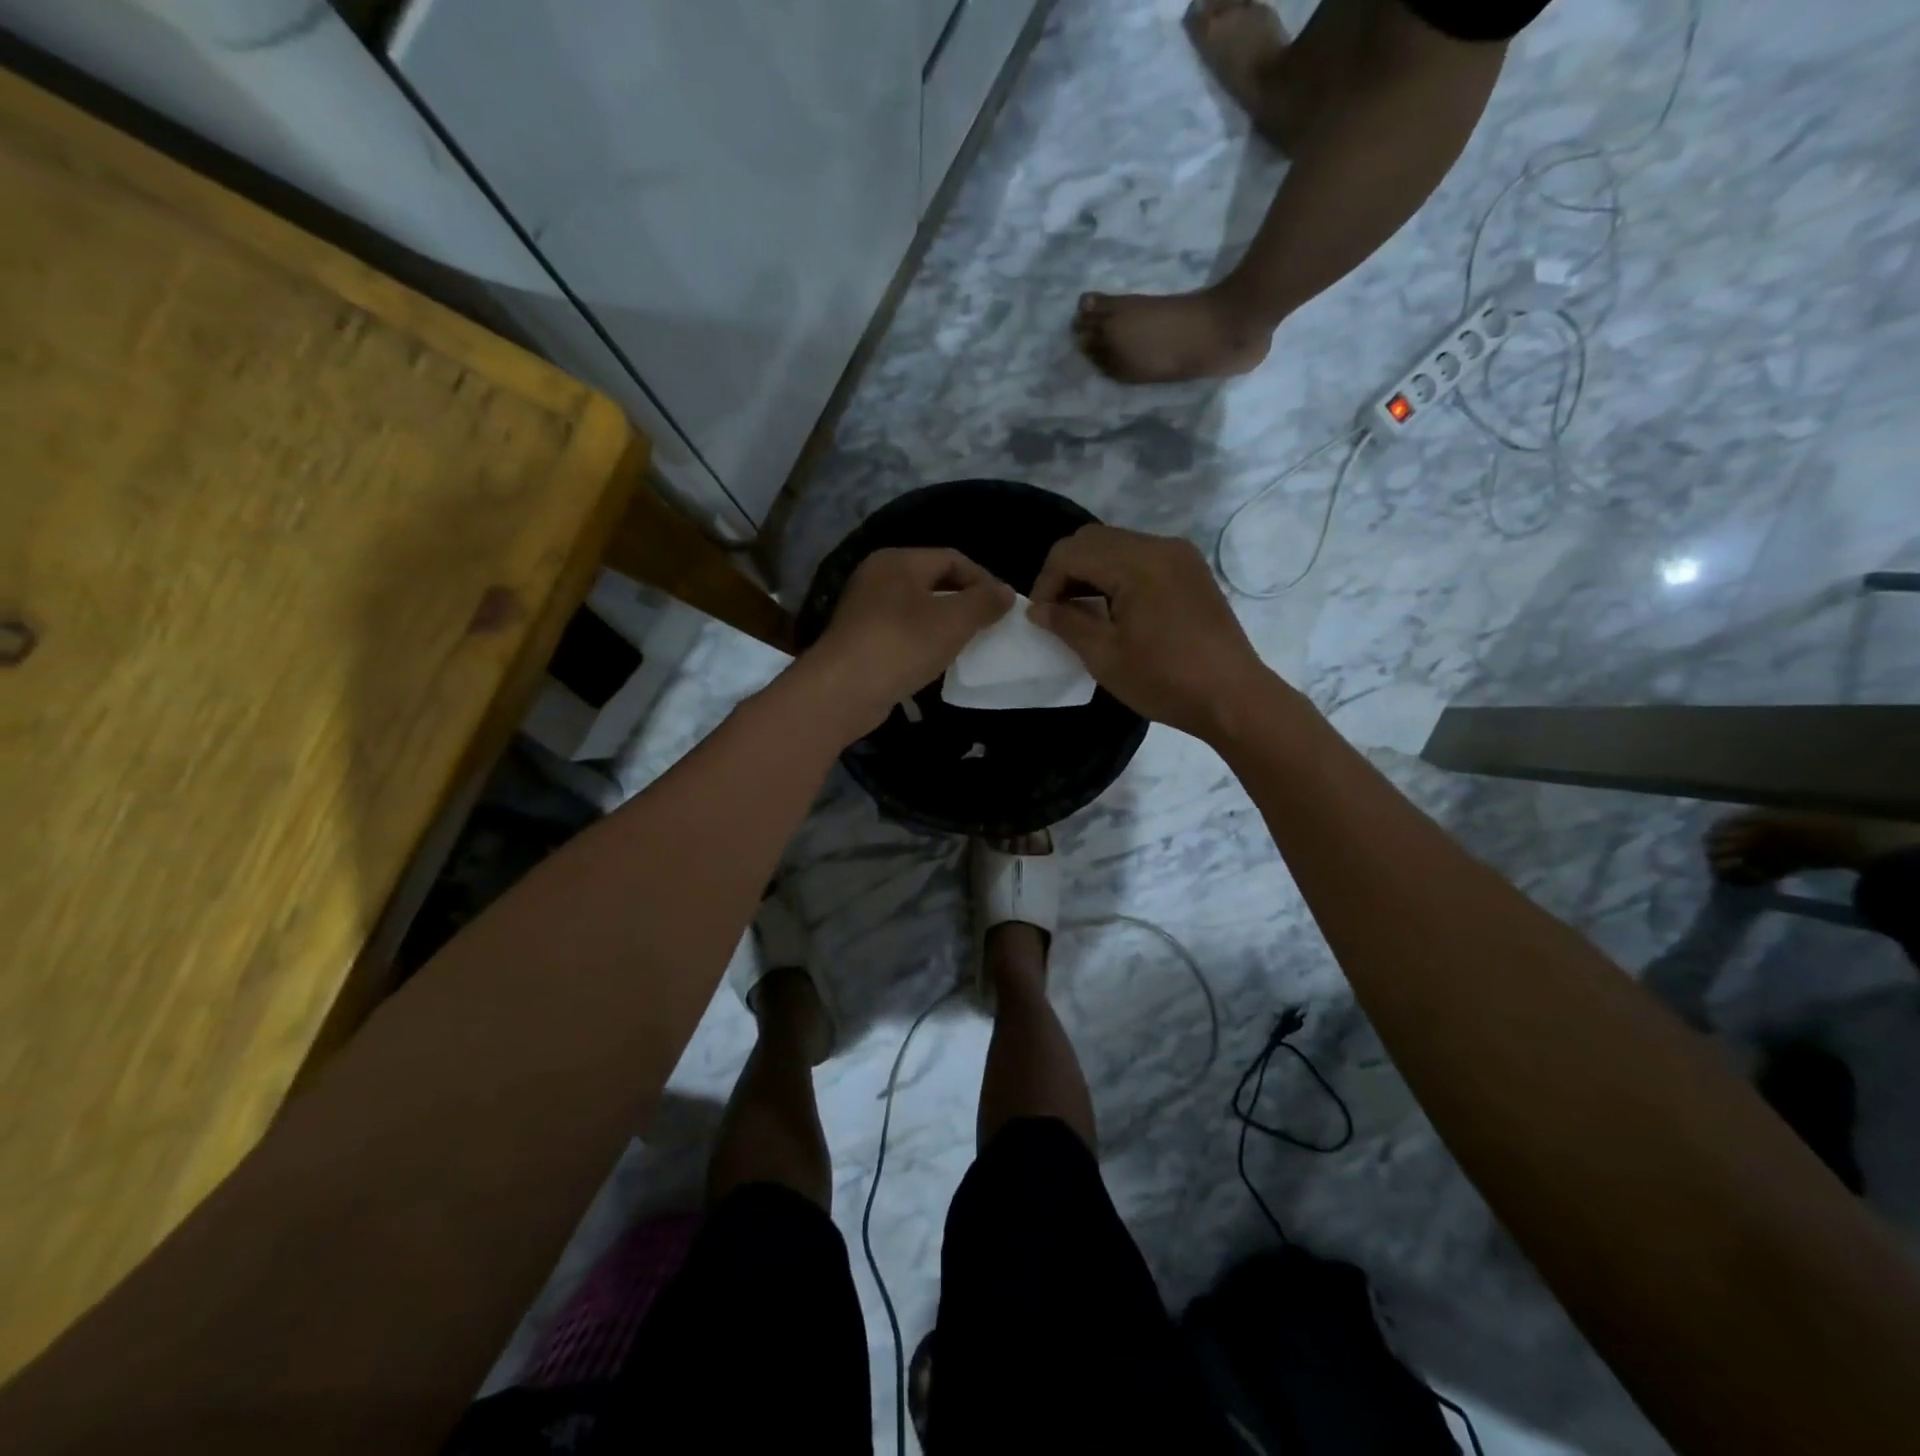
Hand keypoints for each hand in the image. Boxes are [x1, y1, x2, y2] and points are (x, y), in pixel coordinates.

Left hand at [801, 547, 1013, 740]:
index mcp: (898, 561)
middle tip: (989, 626)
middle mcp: (878, 577)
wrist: (843, 690)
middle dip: (964, 602)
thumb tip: (1005, 592)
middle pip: (933, 582)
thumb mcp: (953, 621)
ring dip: (945, 625)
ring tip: (968, 645)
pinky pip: (903, 633)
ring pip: (918, 609)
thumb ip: (984, 602)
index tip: (1004, 608)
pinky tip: (937, 662)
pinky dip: (924, 642)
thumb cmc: (902, 645)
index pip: (952, 558)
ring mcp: (865, 609)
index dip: (983, 580)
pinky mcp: (861, 640)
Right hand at [1028, 525, 1272, 741]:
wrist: (1232, 697)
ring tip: (1081, 611)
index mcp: (1137, 563)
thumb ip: (1066, 623)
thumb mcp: (1105, 656)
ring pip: (1116, 545)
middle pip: (1093, 539)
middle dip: (1066, 571)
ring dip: (1091, 571)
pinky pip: (1140, 556)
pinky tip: (1113, 608)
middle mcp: (1159, 546)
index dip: (1046, 582)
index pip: (1072, 552)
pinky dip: (1117, 573)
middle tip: (1057, 611)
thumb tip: (1037, 609)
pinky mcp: (1190, 569)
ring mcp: (1179, 555)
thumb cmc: (1164, 680)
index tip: (1041, 617)